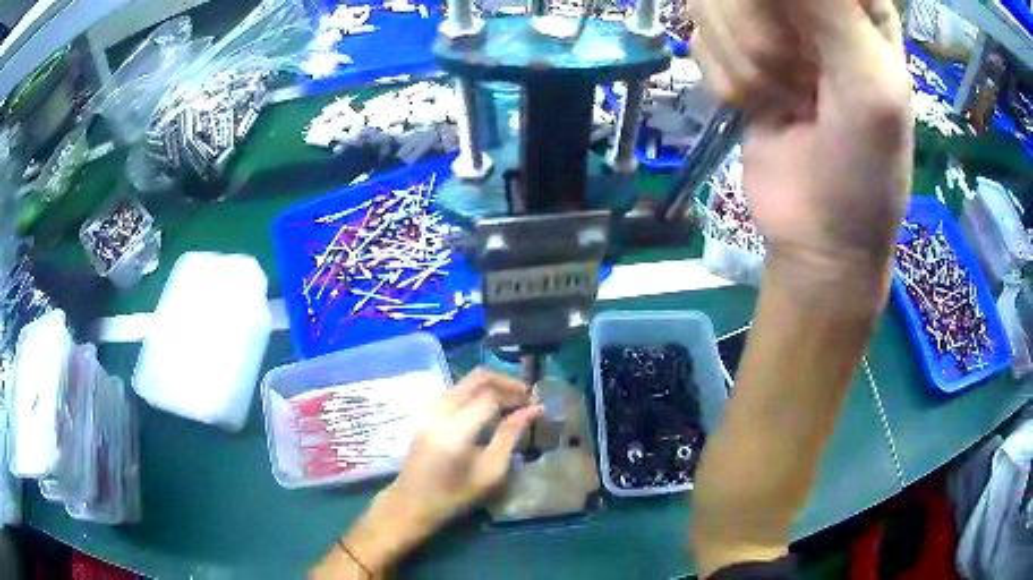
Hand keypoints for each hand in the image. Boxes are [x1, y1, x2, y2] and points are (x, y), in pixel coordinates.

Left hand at [343, 369, 541, 572]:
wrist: (411, 503)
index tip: (536, 403)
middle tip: (527, 396)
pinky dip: (477, 391)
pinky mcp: (425, 412)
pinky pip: (456, 389)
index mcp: (454, 431)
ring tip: (513, 401)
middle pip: (477, 378)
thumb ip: (510, 436)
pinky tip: (490, 406)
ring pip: (465, 380)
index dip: (516, 394)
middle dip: (506, 381)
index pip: (490, 396)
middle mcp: (439, 412)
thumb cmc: (454, 496)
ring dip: (492, 384)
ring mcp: (429, 409)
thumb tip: (534, 409)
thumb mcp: (490, 472)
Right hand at [697, 0, 911, 306]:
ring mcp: (765, 24)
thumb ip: (831, 8)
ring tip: (785, 101)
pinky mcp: (731, 53)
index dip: (790, 7)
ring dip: (744, 62)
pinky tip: (759, 107)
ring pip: (710, 2)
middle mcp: (808, 3)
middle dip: (758, 33)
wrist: (819, 236)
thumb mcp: (870, 84)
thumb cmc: (864, 167)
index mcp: (855, 1)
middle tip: (798, 81)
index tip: (803, 37)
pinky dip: (725, 80)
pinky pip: (698, 39)